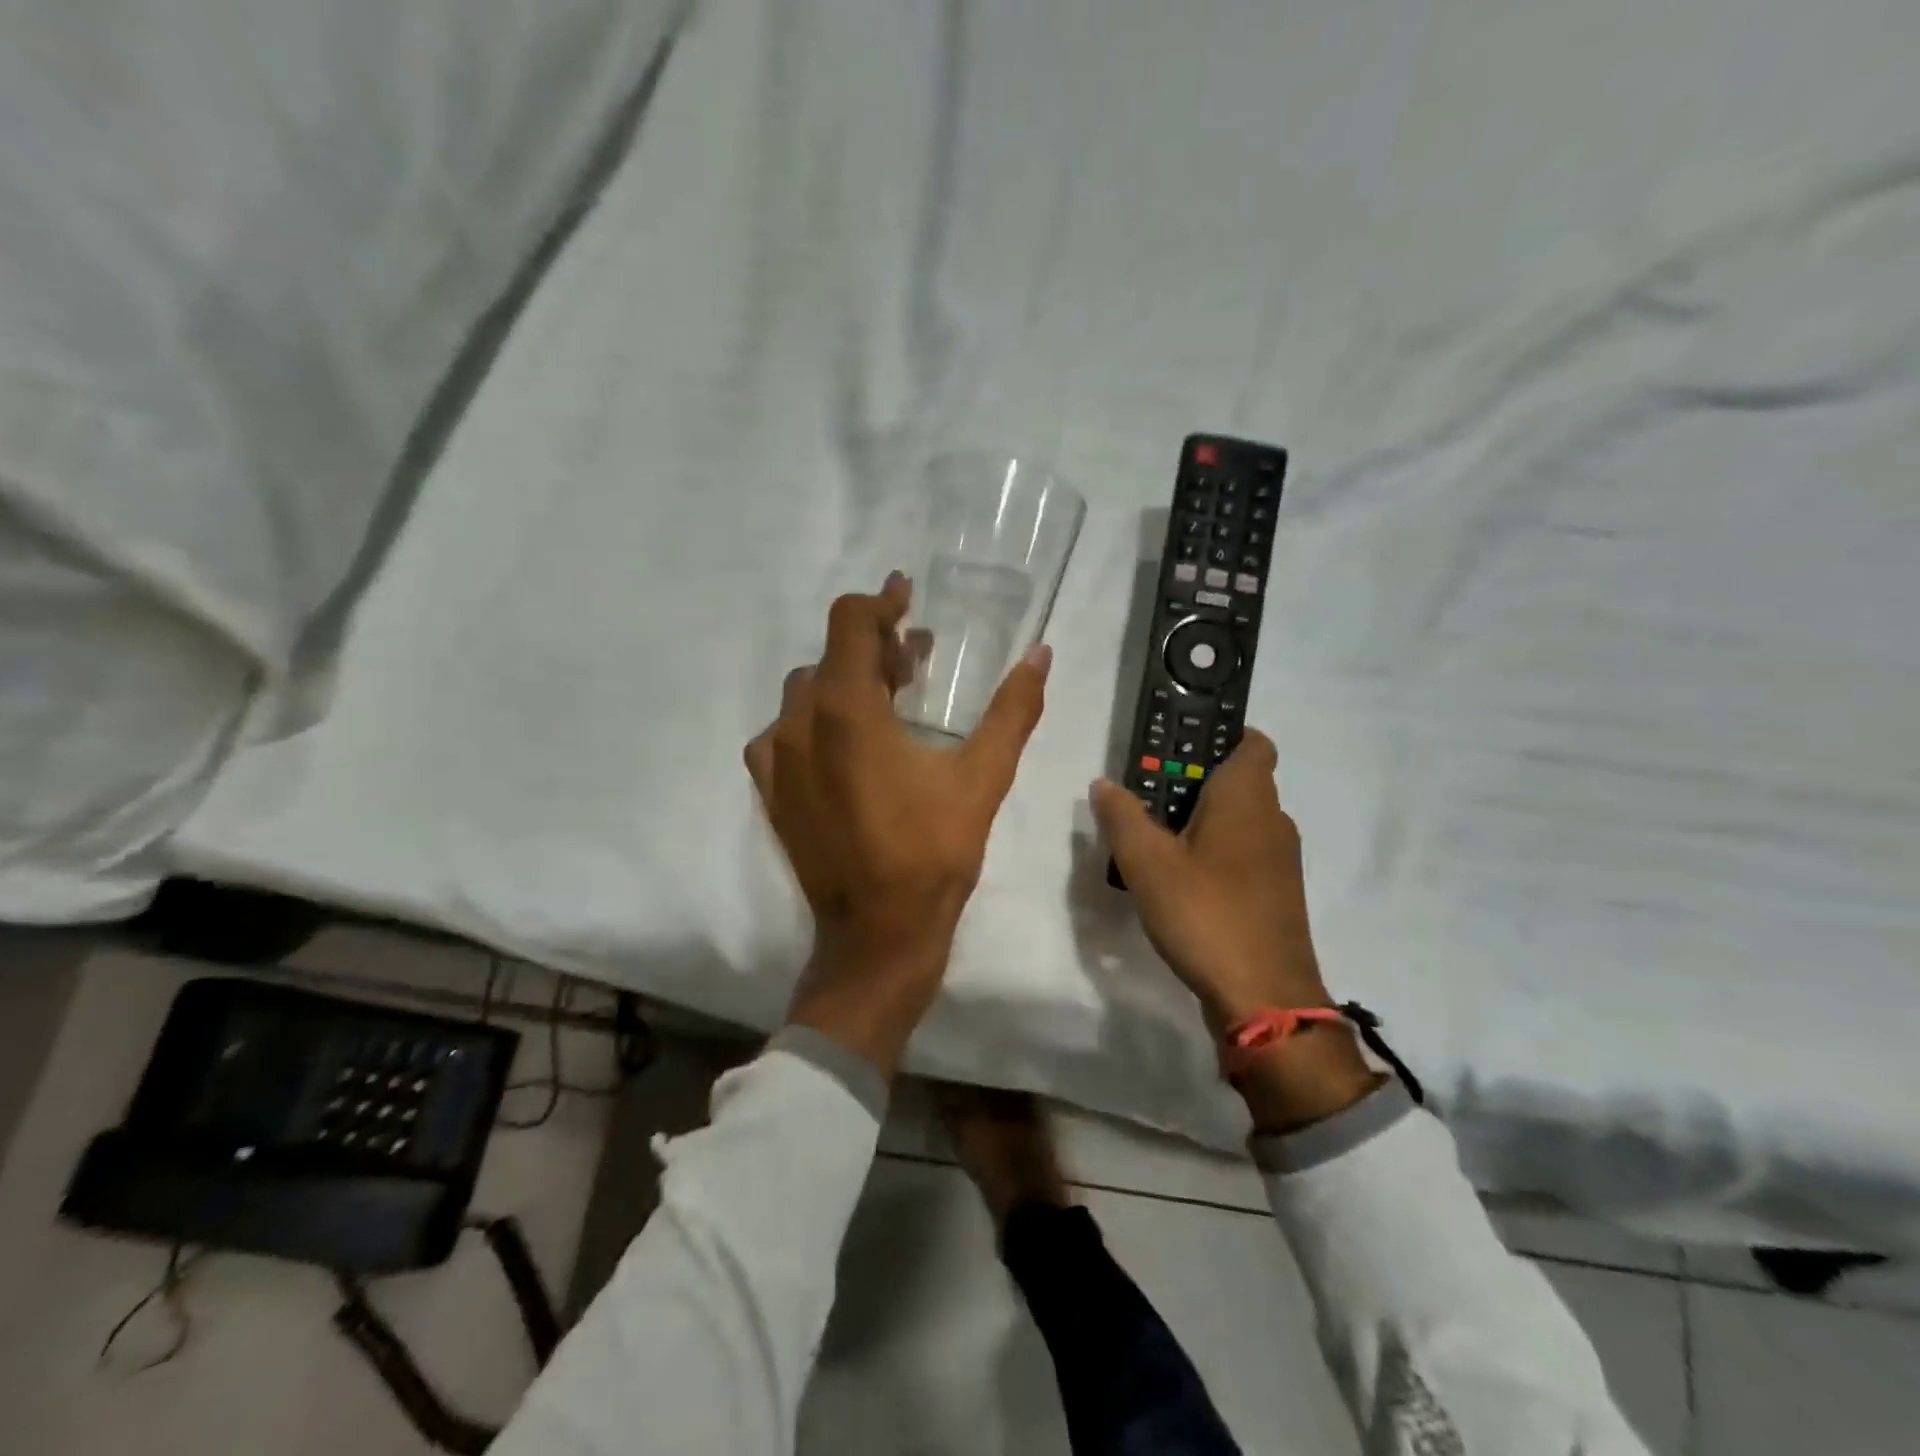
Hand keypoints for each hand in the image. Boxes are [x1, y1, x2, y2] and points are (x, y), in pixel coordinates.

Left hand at [745, 573, 1049, 1077]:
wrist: (877, 935)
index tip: (906, 596)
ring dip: (844, 682)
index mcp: (846, 712)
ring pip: (805, 692)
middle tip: (916, 660)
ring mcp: (775, 760)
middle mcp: (798, 724)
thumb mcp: (983, 778)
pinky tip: (848, 745)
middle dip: (873, 647)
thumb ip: (1012, 711)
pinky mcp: (769, 791)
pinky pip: (785, 732)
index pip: (850, 623)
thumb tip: (1041, 655)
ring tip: (888, 700)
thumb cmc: (932, 854)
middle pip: (829, 656)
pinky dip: (816, 720)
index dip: (880, 601)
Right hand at [1091, 730, 1378, 1131]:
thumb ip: (1122, 816)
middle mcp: (1273, 819)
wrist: (1265, 998)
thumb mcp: (1147, 863)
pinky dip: (1216, 852)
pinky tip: (1180, 879)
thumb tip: (1105, 784)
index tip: (1175, 749)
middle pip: (1239, 780)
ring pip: (1240, 820)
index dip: (1219, 736)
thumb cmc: (1205, 914)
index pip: (1252, 742)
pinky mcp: (1277, 893)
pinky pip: (1244, 852)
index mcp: (1247, 797)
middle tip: (1145, 798)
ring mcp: (1280, 859)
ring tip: (1155, 839)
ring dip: (1202, 820)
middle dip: (1194, 782)